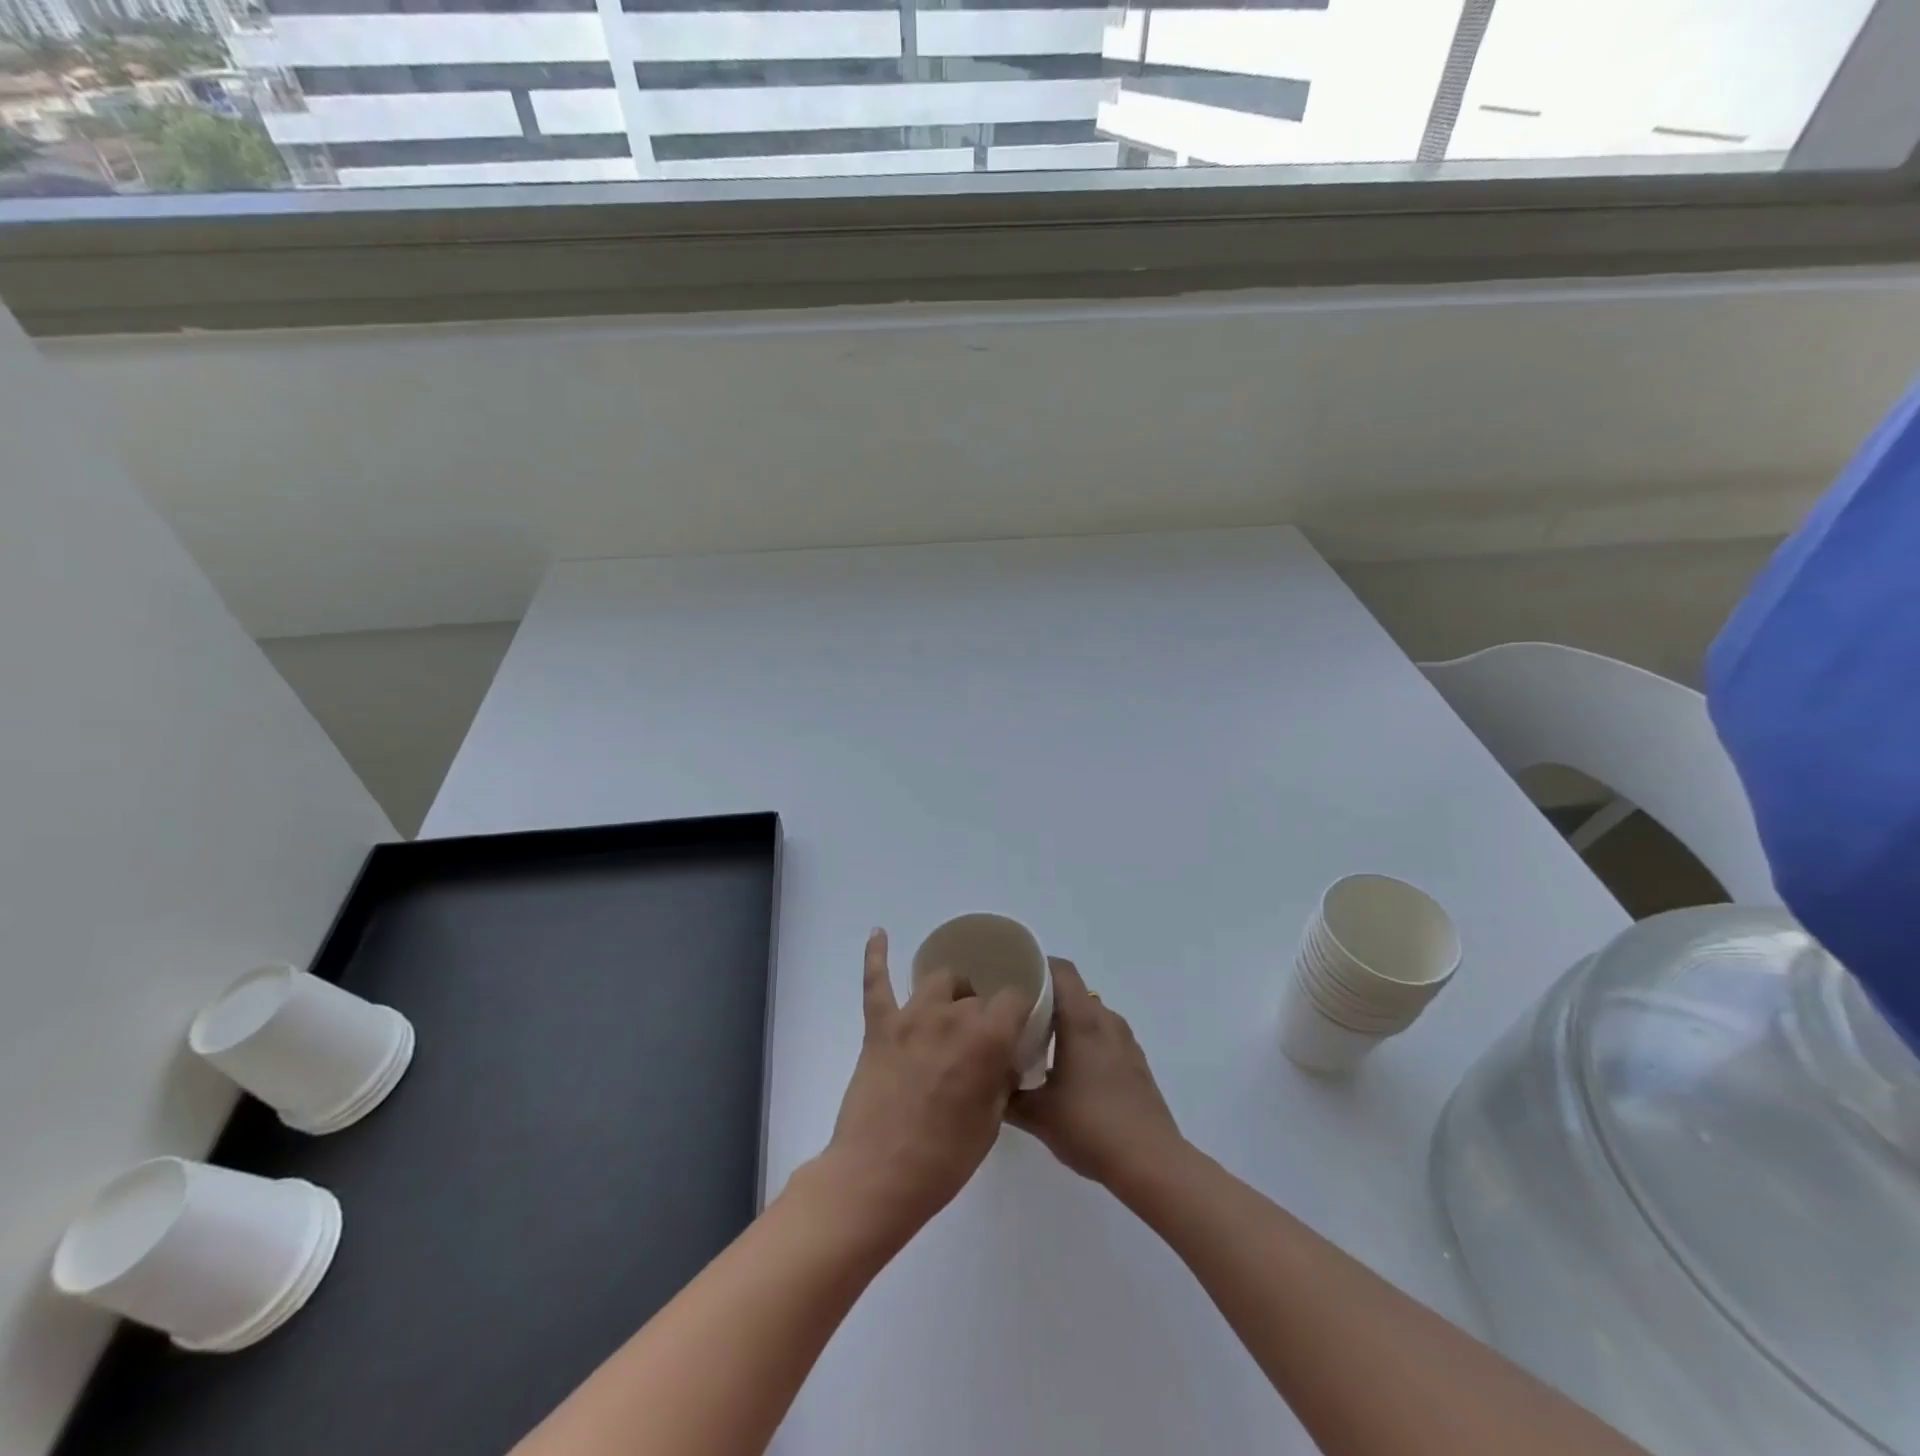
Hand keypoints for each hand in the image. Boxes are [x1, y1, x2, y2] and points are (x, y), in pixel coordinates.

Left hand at [822, 929, 1027, 1244]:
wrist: (878, 1177)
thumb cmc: (944, 1159)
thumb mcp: (991, 1121)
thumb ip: (1001, 1078)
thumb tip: (1003, 1057)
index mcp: (986, 1038)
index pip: (1014, 999)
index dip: (1019, 1012)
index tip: (1017, 1029)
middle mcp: (951, 1015)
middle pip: (976, 995)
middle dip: (983, 1014)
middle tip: (978, 1045)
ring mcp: (911, 1016)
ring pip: (938, 979)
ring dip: (949, 991)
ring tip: (949, 1008)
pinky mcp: (879, 1026)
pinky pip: (877, 981)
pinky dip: (877, 955)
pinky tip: (879, 933)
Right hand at [1009, 957, 1184, 1192]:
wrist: (1151, 1163)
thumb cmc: (1091, 1126)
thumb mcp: (1037, 1115)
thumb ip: (1006, 1096)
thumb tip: (986, 1082)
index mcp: (1081, 1020)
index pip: (1061, 970)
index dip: (1036, 966)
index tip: (1011, 977)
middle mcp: (1105, 1021)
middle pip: (1074, 991)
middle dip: (1045, 996)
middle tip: (1016, 1014)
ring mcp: (1125, 1041)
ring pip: (1090, 1014)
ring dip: (1066, 1020)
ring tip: (1040, 1042)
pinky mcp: (1135, 1063)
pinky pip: (1104, 1035)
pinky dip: (1085, 1039)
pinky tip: (1070, 1070)